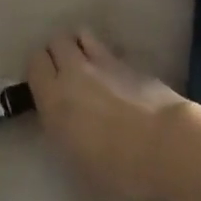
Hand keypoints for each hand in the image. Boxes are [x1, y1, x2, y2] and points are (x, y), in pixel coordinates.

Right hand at [28, 31, 185, 200]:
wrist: (165, 144)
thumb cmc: (118, 166)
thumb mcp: (77, 157)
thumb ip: (64, 128)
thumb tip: (66, 116)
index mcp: (54, 98)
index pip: (35, 63)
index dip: (39, 70)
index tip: (46, 84)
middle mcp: (74, 72)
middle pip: (56, 42)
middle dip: (58, 53)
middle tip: (65, 73)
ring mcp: (103, 62)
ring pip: (81, 35)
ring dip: (80, 46)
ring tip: (88, 65)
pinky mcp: (128, 61)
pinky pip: (107, 48)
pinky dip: (104, 55)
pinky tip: (113, 74)